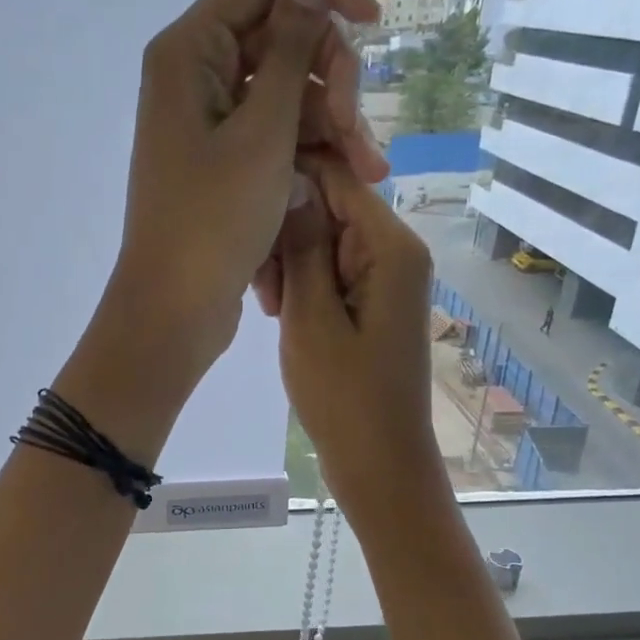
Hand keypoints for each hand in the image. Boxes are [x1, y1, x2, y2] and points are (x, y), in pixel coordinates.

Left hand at [105, 0, 383, 384]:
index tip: (372, 22)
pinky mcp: (223, 160)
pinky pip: (275, 133)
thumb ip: (290, 45)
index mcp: (191, 50)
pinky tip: (347, 180)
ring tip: (367, 174)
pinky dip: (309, 151)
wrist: (174, 308)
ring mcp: (209, 121)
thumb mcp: (264, 130)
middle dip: (331, 80)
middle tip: (355, 135)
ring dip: (331, 125)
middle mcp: (197, 74)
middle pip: (282, 39)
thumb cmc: (213, 220)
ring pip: (287, 93)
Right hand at [275, 159, 446, 525]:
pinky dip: (303, 285)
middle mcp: (396, 250)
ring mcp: (386, 277)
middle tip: (259, 285)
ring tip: (269, 308)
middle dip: (287, 234)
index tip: (243, 206)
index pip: (337, 177)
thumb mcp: (310, 317)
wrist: (379, 462)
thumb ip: (303, 245)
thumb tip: (292, 180)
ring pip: (326, 240)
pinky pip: (332, 271)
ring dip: (291, 263)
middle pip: (331, 207)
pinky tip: (281, 313)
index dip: (289, 179)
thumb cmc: (343, 395)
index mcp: (390, 246)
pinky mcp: (374, 301)